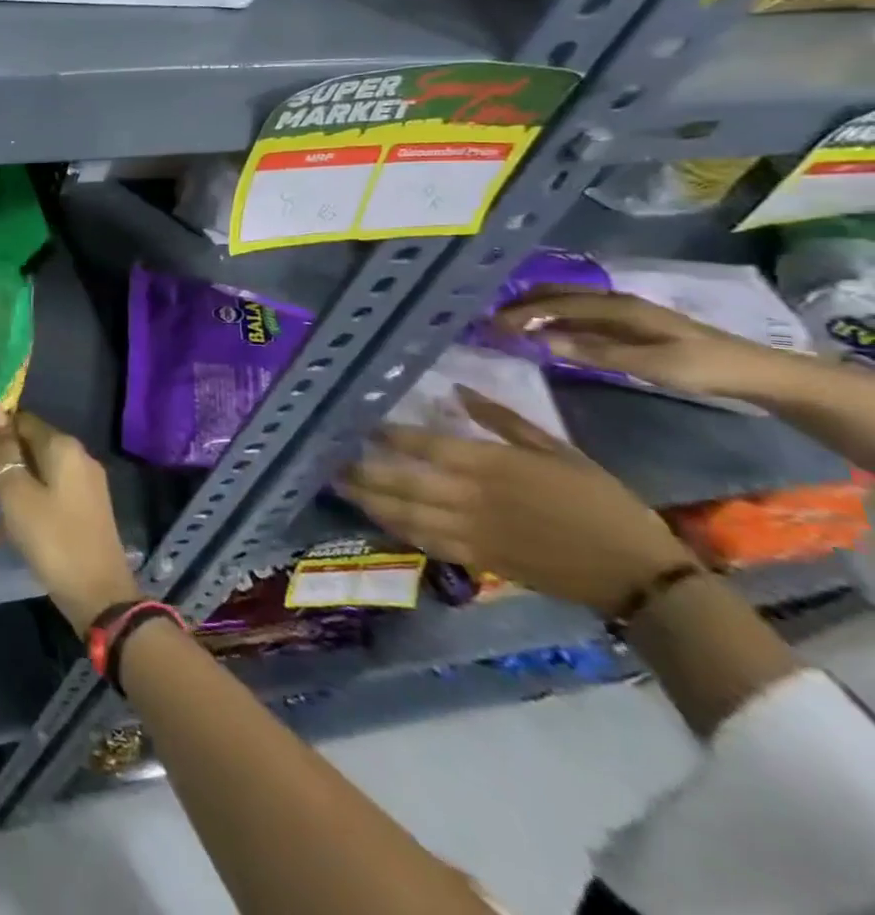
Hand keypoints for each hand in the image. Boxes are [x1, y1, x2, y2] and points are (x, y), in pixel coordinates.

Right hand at [0, 409, 139, 629]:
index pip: (19, 421)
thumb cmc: (52, 537)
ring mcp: (80, 488)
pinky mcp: (80, 514)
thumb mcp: (17, 492)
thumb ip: (3, 448)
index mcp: (62, 447)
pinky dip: (18, 508)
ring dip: (0, 487)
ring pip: (32, 475)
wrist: (99, 598)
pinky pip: (42, 499)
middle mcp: (75, 459)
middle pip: (26, 448)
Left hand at [339, 388, 695, 616]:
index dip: (382, 434)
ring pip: (401, 513)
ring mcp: (467, 531)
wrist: (639, 576)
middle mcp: (466, 497)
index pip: (418, 445)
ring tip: (338, 484)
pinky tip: (377, 515)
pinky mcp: (476, 559)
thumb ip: (501, 420)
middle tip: (325, 456)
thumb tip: (456, 389)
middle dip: (358, 469)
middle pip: (396, 481)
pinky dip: (395, 527)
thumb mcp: (556, 449)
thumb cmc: (600, 502)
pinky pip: (423, 541)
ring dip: (366, 499)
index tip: (352, 422)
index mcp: (487, 465)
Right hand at [492, 288, 783, 401]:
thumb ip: (593, 352)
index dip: (522, 311)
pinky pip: (578, 315)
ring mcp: (621, 312)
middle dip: (522, 303)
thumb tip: (540, 341)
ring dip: (536, 310)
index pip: (557, 303)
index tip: (492, 322)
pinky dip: (553, 319)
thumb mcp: (648, 364)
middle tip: (490, 318)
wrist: (755, 373)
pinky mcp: (626, 324)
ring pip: (565, 303)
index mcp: (617, 306)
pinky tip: (542, 331)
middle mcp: (614, 301)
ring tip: (508, 322)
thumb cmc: (700, 367)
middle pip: (557, 294)